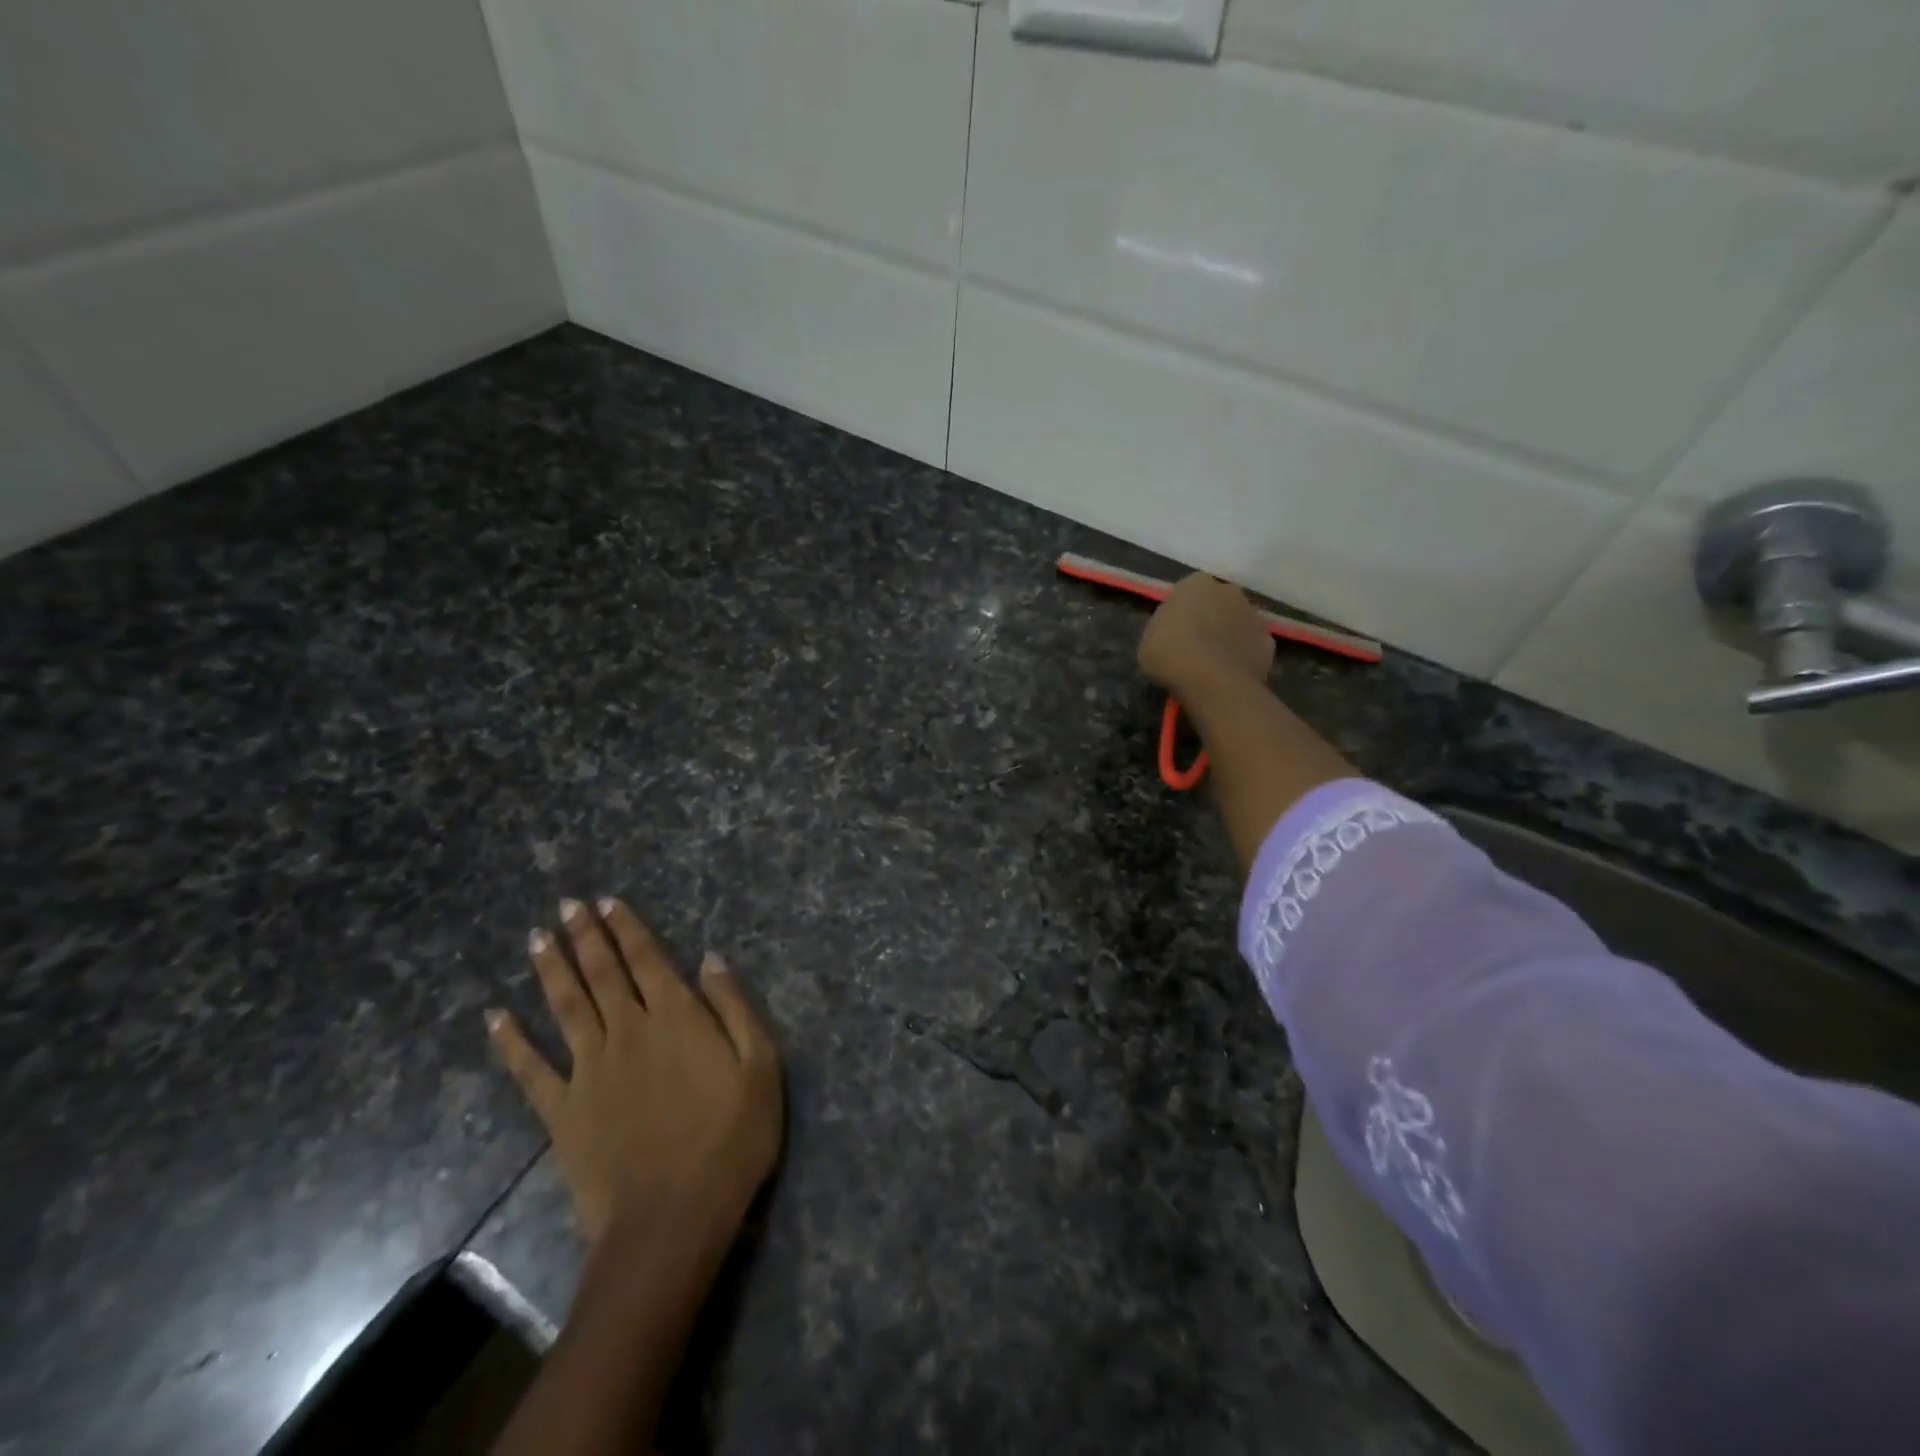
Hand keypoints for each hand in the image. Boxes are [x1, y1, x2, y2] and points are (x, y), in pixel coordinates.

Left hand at [487, 898, 783, 1250]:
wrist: (671, 1220)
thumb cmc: (731, 1140)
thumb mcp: (761, 1067)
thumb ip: (734, 1008)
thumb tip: (711, 959)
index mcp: (676, 1017)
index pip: (648, 959)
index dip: (627, 928)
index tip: (607, 902)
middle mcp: (628, 1031)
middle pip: (602, 973)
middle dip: (585, 936)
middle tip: (566, 904)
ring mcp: (589, 1070)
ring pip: (565, 1006)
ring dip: (551, 969)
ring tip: (536, 938)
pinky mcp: (562, 1112)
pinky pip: (530, 1070)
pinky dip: (510, 1042)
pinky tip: (495, 1018)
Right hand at [1138, 573, 1274, 696]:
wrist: (1209, 680)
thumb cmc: (1168, 653)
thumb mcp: (1148, 639)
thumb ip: (1164, 628)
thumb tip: (1174, 633)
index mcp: (1196, 584)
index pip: (1188, 591)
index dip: (1182, 612)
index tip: (1174, 631)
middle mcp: (1229, 591)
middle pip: (1219, 603)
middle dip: (1211, 618)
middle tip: (1196, 645)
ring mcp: (1254, 615)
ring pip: (1239, 623)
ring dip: (1229, 636)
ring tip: (1214, 663)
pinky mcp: (1268, 642)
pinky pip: (1252, 647)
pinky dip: (1244, 656)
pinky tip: (1231, 674)